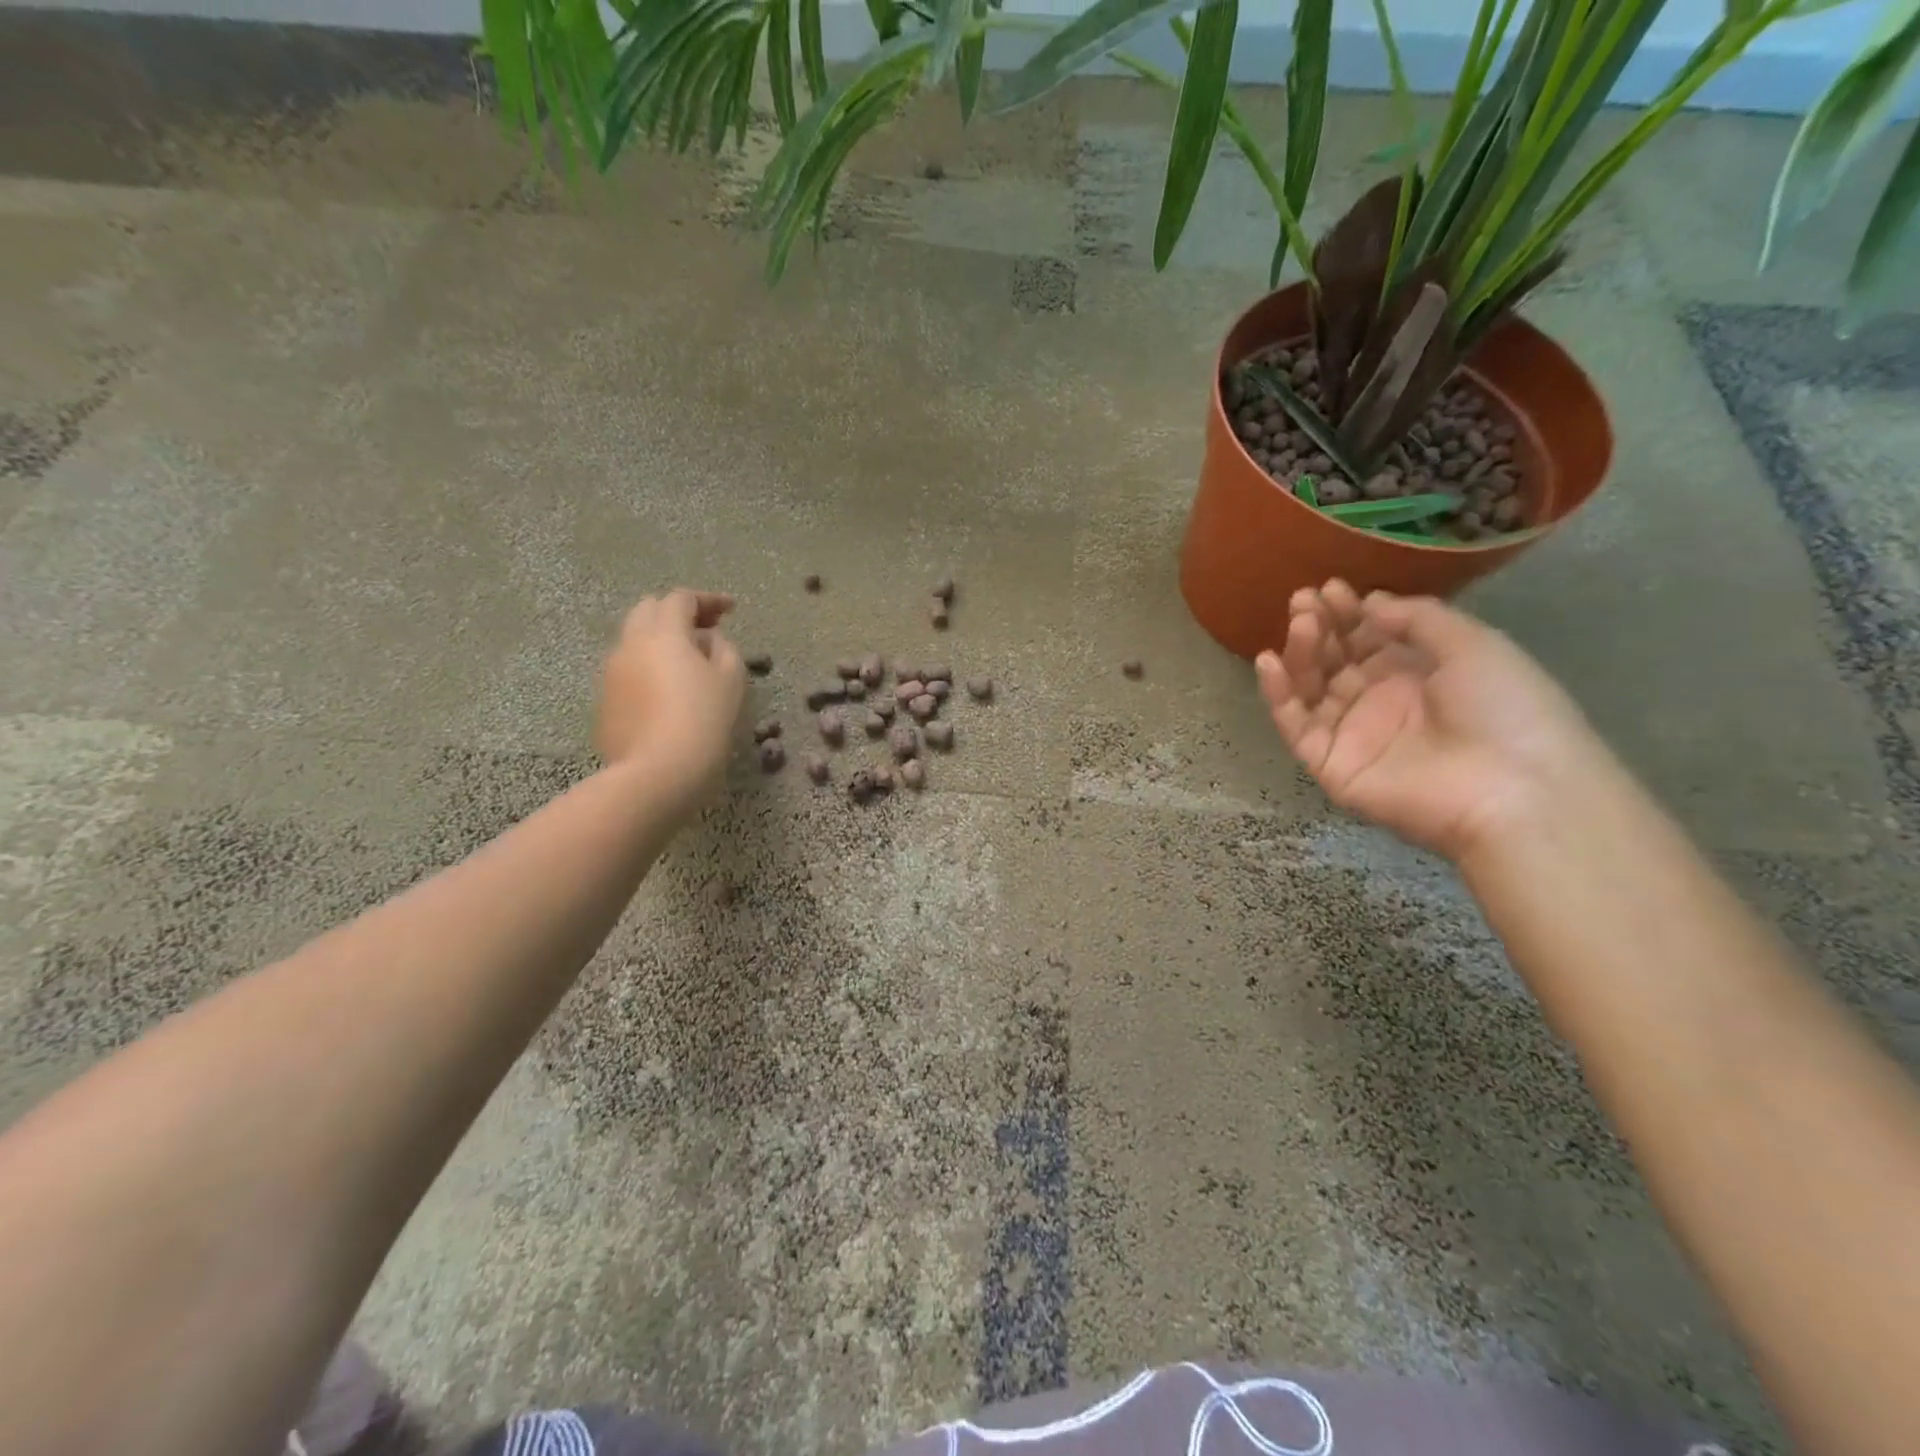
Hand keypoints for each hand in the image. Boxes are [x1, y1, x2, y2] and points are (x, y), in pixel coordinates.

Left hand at [596, 590, 744, 804]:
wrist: (658, 772)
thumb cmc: (704, 720)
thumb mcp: (730, 679)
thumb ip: (724, 648)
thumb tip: (708, 640)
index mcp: (663, 633)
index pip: (681, 599)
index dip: (708, 599)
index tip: (731, 610)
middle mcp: (629, 644)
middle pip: (649, 610)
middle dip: (677, 613)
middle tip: (706, 630)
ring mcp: (611, 674)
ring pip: (634, 641)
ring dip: (661, 640)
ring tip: (688, 662)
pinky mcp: (605, 701)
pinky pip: (628, 671)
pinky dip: (649, 667)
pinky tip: (668, 692)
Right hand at [1256, 581, 1611, 862]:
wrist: (1513, 790)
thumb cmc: (1506, 710)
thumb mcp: (1473, 646)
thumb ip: (1418, 619)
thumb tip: (1371, 603)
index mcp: (1418, 675)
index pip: (1368, 639)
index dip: (1348, 613)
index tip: (1331, 588)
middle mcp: (1380, 701)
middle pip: (1335, 659)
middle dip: (1320, 626)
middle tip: (1304, 599)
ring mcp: (1351, 733)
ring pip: (1310, 687)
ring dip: (1301, 652)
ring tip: (1301, 622)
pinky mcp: (1329, 763)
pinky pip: (1295, 725)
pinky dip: (1278, 694)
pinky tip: (1269, 662)